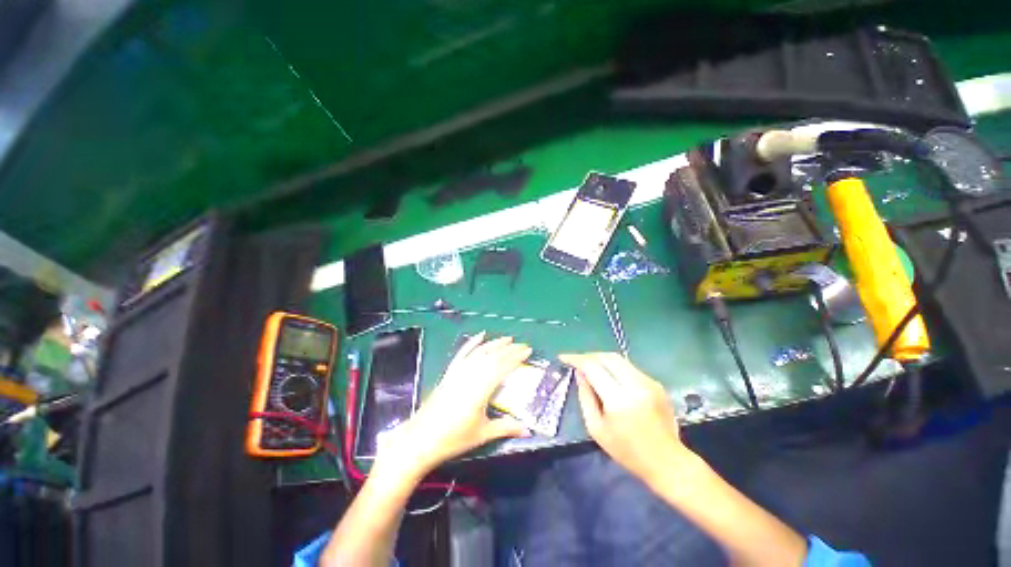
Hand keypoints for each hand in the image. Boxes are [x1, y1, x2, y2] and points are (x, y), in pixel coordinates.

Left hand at [377, 333, 532, 477]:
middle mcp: (470, 375)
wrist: (420, 439)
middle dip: (509, 349)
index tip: (528, 351)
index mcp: (480, 389)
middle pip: (493, 357)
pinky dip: (472, 343)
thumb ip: (506, 428)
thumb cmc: (453, 438)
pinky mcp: (450, 373)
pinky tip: (480, 335)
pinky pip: (462, 353)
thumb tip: (528, 430)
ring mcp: (458, 372)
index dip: (516, 357)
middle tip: (523, 345)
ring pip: (479, 352)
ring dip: (494, 343)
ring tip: (507, 338)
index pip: (502, 367)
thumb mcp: (482, 434)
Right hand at [559, 353, 691, 484]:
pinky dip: (615, 368)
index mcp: (619, 399)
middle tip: (577, 360)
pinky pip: (630, 368)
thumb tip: (579, 374)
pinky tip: (609, 377)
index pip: (593, 367)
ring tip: (590, 366)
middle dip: (589, 355)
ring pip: (619, 359)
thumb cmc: (627, 451)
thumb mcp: (596, 429)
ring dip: (601, 359)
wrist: (667, 461)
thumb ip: (585, 397)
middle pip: (608, 357)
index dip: (576, 359)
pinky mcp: (656, 384)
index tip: (564, 357)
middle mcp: (636, 385)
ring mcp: (649, 382)